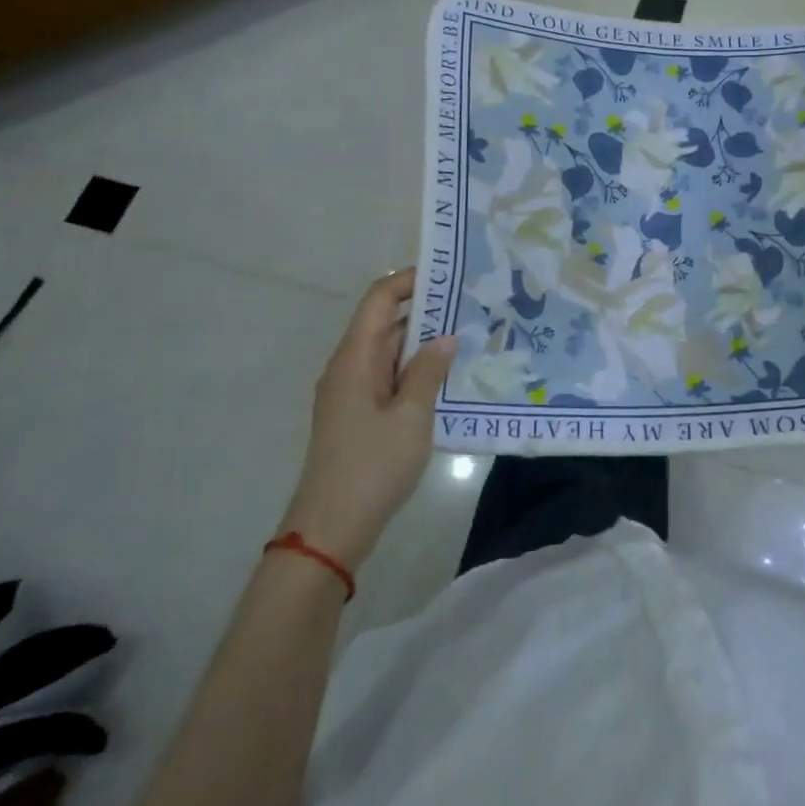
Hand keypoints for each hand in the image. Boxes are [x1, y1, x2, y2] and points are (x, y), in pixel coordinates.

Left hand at [280, 270, 456, 569]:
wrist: (331, 530)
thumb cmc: (371, 466)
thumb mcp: (411, 417)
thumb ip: (429, 372)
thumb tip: (445, 337)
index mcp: (355, 358)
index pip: (380, 299)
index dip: (410, 280)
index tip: (450, 275)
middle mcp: (349, 367)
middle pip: (386, 323)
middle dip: (427, 311)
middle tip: (473, 306)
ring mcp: (352, 392)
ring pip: (390, 352)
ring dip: (425, 344)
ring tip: (470, 337)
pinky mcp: (359, 415)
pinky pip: (390, 378)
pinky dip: (416, 371)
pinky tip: (448, 378)